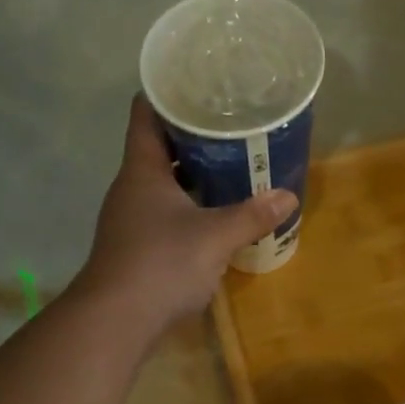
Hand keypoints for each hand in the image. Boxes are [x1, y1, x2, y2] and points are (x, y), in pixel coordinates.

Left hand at [74, 94, 297, 330]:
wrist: (116, 320)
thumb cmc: (161, 264)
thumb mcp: (215, 238)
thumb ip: (252, 216)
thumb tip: (288, 197)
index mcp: (143, 169)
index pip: (147, 112)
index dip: (170, 92)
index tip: (201, 82)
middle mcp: (132, 187)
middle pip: (160, 147)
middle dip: (194, 136)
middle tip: (232, 127)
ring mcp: (131, 219)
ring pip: (164, 184)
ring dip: (194, 175)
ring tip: (232, 166)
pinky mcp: (137, 247)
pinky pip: (166, 213)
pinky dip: (189, 207)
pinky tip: (215, 215)